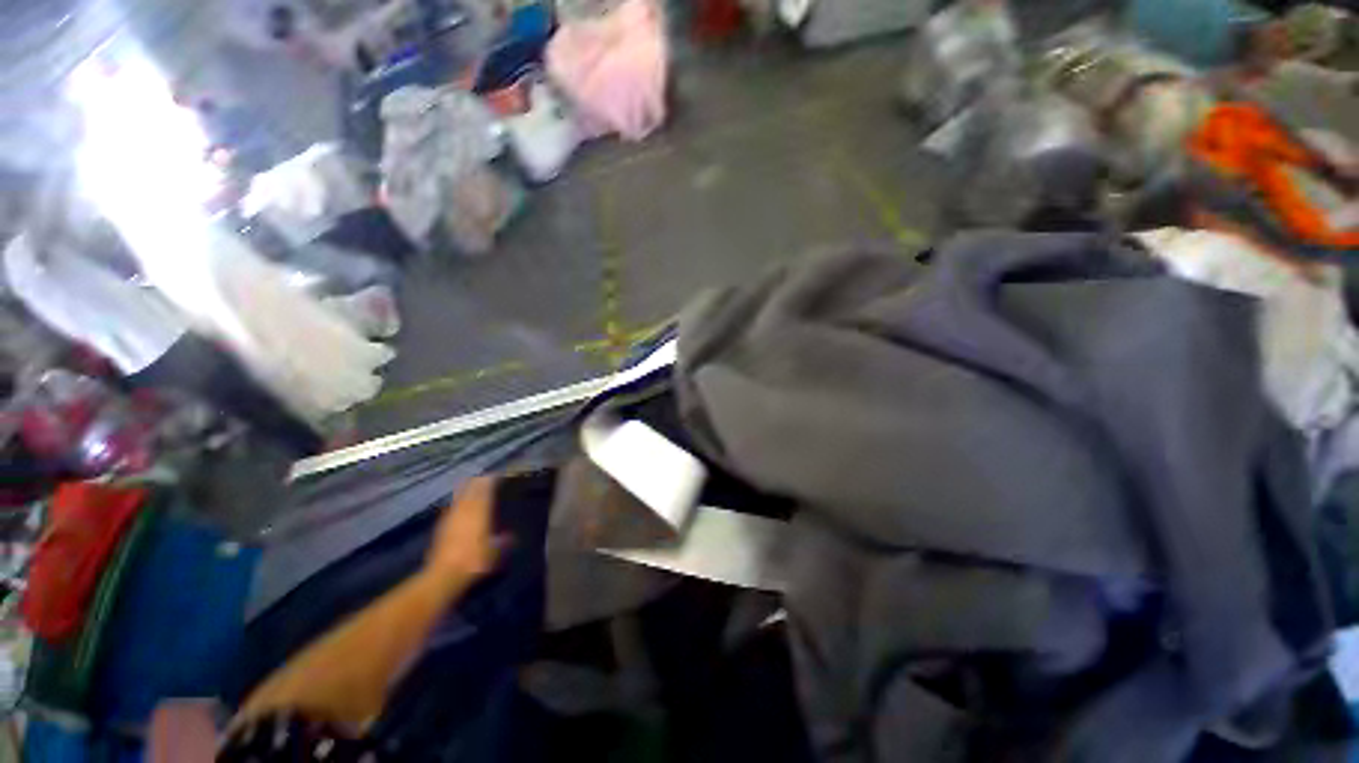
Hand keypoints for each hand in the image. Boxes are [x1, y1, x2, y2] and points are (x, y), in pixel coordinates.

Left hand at [425, 476, 503, 579]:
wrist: (443, 576)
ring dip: (466, 491)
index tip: (496, 475)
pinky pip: (451, 509)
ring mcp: (450, 518)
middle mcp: (465, 510)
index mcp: (480, 511)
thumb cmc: (474, 561)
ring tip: (472, 488)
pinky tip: (458, 508)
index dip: (490, 481)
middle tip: (485, 479)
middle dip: (477, 483)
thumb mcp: (495, 552)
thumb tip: (511, 536)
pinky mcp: (440, 528)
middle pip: (470, 490)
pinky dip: (457, 504)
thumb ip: (503, 541)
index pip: (485, 490)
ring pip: (459, 497)